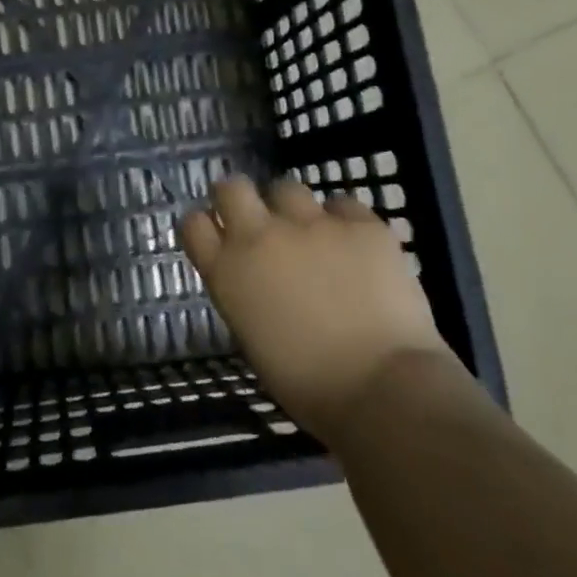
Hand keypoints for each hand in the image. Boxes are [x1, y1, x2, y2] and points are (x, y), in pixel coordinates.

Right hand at [179, 176, 455, 440]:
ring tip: (314, 235)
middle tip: (259, 222)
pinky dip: (344, 222)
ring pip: (287, 188)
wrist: (382, 388)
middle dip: (241, 199)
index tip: (220, 236)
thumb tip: (258, 282)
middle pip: (232, 188)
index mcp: (227, 271)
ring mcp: (311, 224)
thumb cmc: (308, 385)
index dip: (207, 226)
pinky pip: (343, 206)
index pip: (194, 224)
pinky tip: (356, 247)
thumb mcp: (253, 339)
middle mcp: (260, 235)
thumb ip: (246, 296)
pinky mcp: (360, 224)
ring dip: (293, 209)